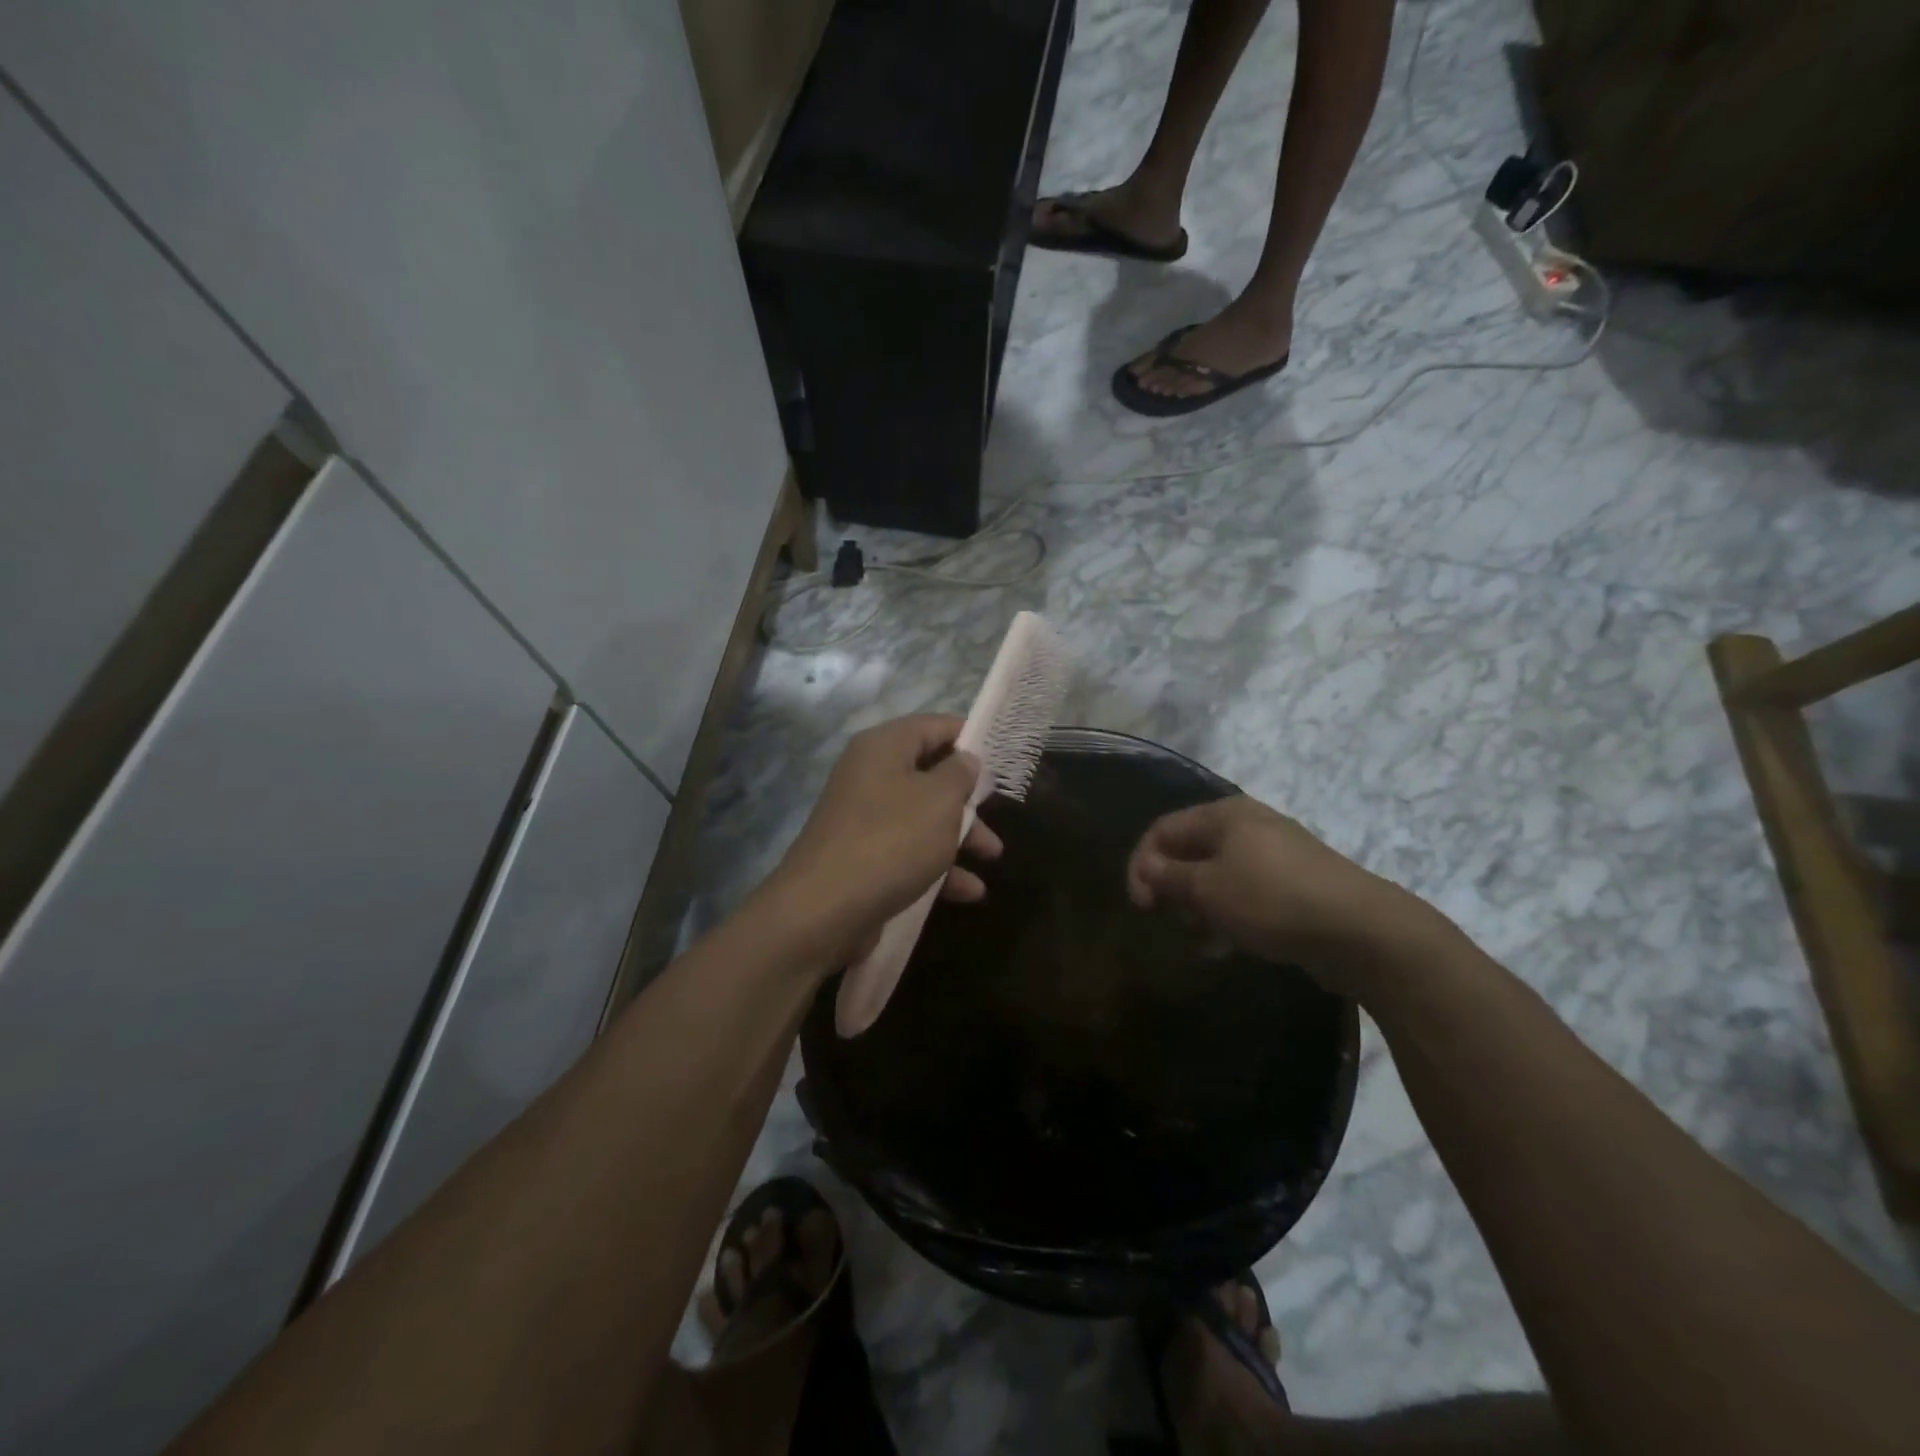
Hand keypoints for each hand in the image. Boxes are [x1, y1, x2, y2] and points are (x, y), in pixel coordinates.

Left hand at [765, 715, 1004, 969]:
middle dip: (967, 797)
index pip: (932, 726)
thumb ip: (960, 774)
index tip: (999, 755)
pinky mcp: (863, 858)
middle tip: (996, 811)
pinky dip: (938, 867)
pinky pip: (908, 852)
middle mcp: (869, 776)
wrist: (825, 909)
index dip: (968, 736)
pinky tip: (968, 892)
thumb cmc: (892, 839)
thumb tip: (965, 760)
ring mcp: (863, 819)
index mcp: (883, 748)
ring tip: (992, 856)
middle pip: (928, 774)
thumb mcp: (940, 799)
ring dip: (959, 836)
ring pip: (922, 817)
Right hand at [1125, 795, 1442, 998]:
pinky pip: (1247, 894)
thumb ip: (1168, 877)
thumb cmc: (1270, 900)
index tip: (1140, 906)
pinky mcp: (1295, 885)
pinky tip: (1228, 946)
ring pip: (1219, 875)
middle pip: (1191, 850)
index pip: (1163, 829)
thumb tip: (1146, 866)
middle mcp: (1249, 826)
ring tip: (1199, 938)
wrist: (1360, 930)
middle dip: (1173, 886)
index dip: (1141, 864)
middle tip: (1168, 919)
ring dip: (1200, 905)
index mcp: (1224, 815)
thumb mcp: (1207, 889)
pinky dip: (1230, 914)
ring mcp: (1276, 855)